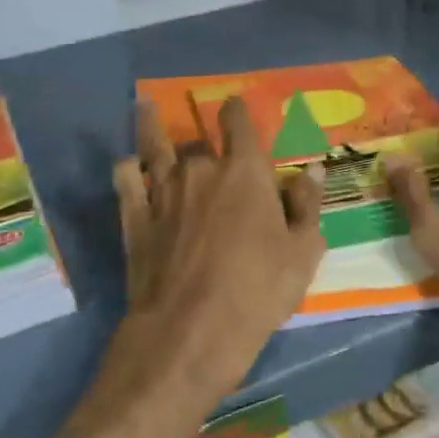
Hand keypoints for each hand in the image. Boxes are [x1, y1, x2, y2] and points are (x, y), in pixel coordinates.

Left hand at [99, 95, 326, 421]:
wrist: (190, 331)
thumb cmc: (257, 292)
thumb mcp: (302, 253)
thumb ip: (307, 206)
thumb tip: (312, 170)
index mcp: (244, 171)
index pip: (238, 123)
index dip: (236, 111)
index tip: (233, 106)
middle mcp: (200, 169)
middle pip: (199, 142)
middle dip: (205, 143)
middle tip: (209, 152)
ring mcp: (162, 191)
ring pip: (154, 147)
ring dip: (150, 126)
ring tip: (142, 107)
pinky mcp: (134, 217)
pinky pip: (126, 179)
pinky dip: (127, 169)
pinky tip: (128, 166)